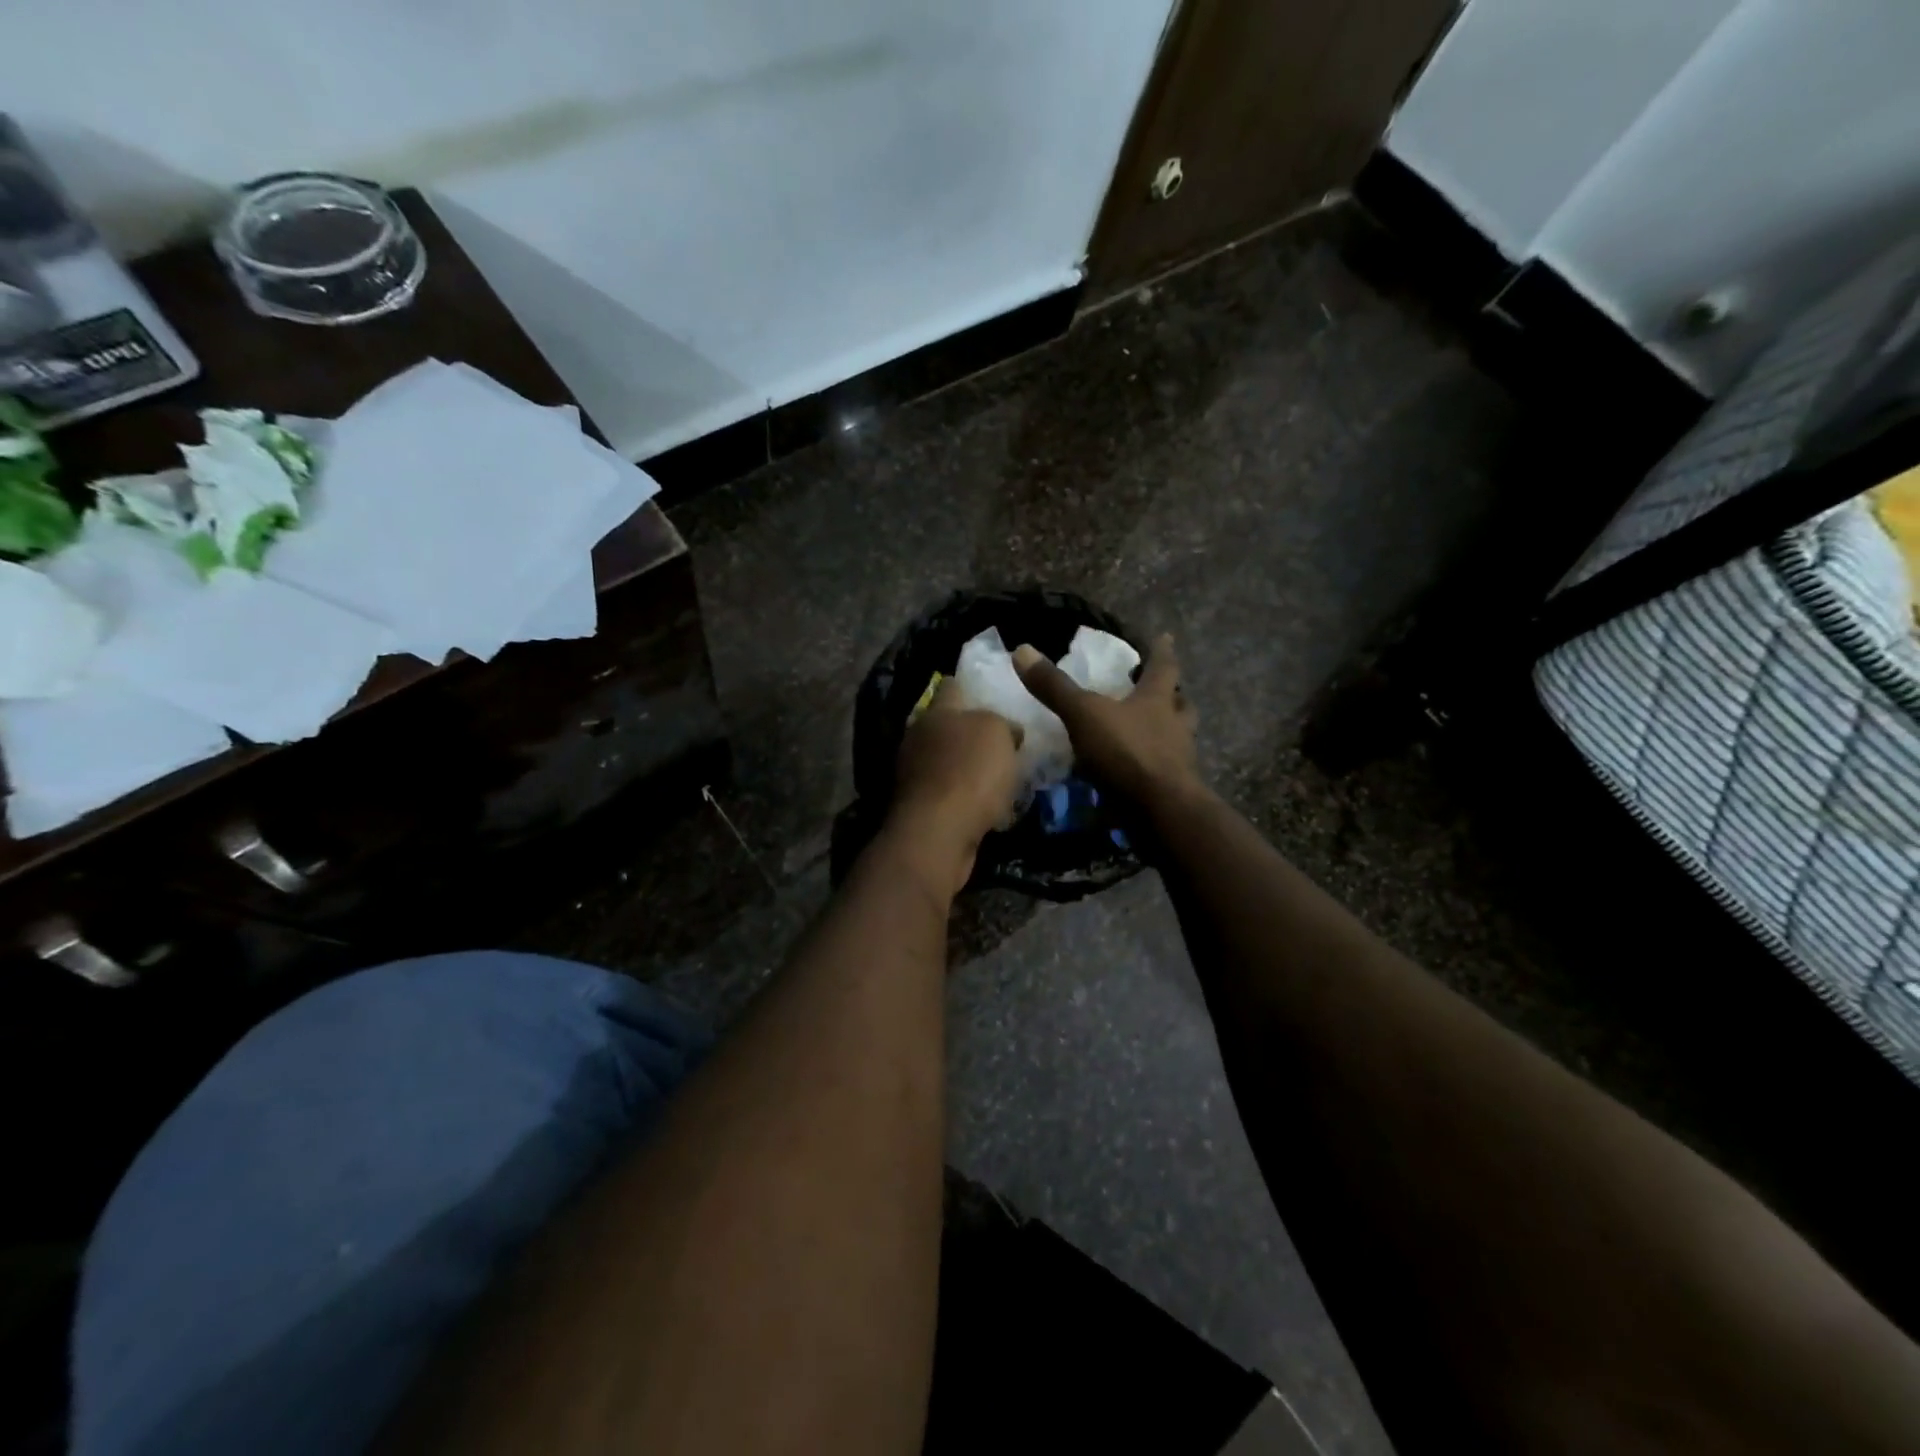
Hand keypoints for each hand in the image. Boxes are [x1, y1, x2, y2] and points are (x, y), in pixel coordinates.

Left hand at [888, 679, 1022, 892]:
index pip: (951, 687)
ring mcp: (913, 772)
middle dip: (968, 730)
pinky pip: (945, 791)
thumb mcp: (998, 733)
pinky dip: (961, 795)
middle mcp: (918, 736)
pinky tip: (984, 805)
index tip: (989, 694)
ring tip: (997, 776)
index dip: (969, 688)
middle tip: (1000, 740)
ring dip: (965, 765)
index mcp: (936, 711)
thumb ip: (1002, 723)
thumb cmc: (970, 772)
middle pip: (945, 725)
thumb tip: (1007, 730)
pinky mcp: (918, 805)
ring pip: (945, 760)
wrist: (938, 832)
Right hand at [1013, 634, 1199, 810]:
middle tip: (1165, 693)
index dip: (1162, 651)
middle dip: (1173, 697)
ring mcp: (1178, 762)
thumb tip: (1023, 650)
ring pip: (1178, 741)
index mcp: (1158, 701)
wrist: (1161, 811)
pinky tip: (1133, 778)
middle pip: (1181, 705)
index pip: (1163, 668)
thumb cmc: (1127, 752)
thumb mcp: (1083, 715)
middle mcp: (1175, 728)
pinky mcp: (1172, 792)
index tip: (1166, 637)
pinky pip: (1163, 774)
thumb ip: (1055, 687)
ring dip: (1165, 736)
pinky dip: (1150, 771)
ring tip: (1146, 736)